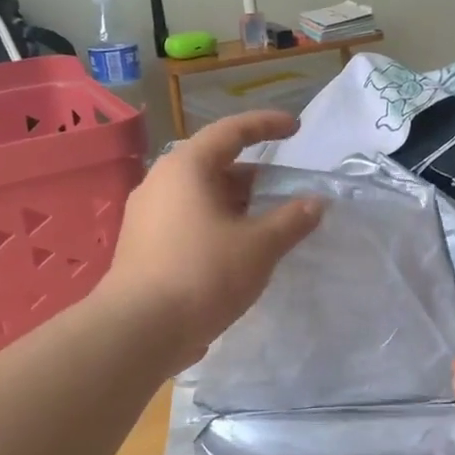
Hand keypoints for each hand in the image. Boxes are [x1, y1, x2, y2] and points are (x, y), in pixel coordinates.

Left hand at [96, 111, 323, 371]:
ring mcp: (146, 214)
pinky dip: (216, 223)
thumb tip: (315, 202)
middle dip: (253, 174)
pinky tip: (236, 249)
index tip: (296, 128)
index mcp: (187, 167)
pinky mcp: (142, 244)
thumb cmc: (203, 274)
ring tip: (266, 222)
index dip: (267, 125)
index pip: (232, 131)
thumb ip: (292, 220)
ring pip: (200, 195)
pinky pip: (187, 219)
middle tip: (284, 190)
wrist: (139, 329)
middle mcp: (161, 181)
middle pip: (214, 164)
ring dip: (235, 203)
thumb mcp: (259, 246)